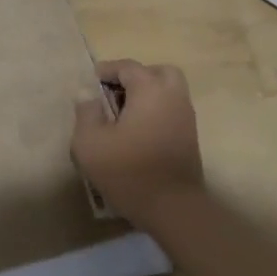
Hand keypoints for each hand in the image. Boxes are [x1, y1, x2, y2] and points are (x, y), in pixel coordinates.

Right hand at [72, 59, 204, 229]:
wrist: (172, 208)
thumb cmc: (127, 170)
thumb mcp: (90, 142)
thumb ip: (86, 112)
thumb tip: (86, 93)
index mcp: (150, 90)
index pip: (128, 67)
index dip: (107, 70)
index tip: (90, 82)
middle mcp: (173, 97)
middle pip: (158, 72)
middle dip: (136, 77)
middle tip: (115, 92)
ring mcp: (186, 118)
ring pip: (169, 92)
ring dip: (147, 94)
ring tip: (123, 113)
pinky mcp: (190, 138)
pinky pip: (172, 110)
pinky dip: (156, 111)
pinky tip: (137, 131)